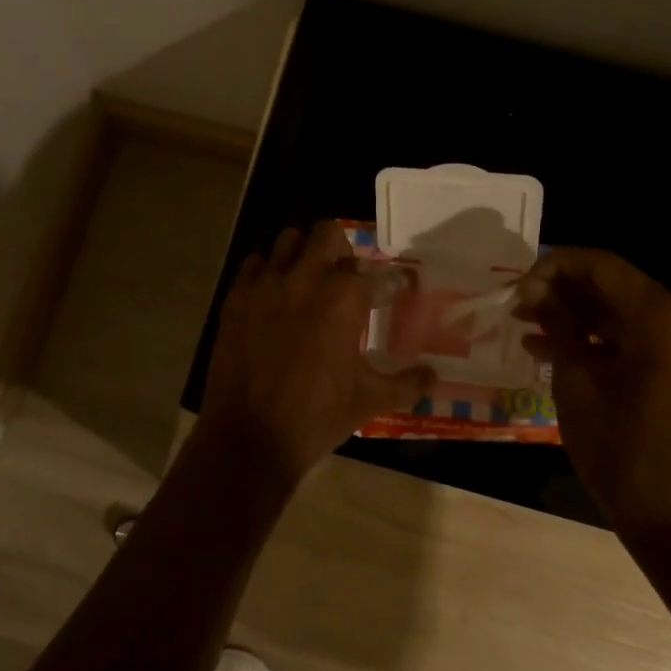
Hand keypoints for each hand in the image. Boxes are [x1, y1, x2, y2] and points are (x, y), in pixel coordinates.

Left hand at [200, 221, 434, 485]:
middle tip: (346, 277)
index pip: (376, 274)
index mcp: (344, 298)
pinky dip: (268, 272)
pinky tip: (274, 297)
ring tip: (308, 280)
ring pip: (288, 241)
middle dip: (342, 249)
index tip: (395, 292)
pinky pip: (254, 265)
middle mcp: (306, 278)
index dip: (391, 283)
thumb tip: (433, 376)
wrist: (250, 436)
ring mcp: (267, 284)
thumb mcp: (370, 401)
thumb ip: (407, 384)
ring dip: (303, 254)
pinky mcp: (237, 297)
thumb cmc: (317, 416)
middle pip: (328, 233)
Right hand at [514, 248, 670, 542]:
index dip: (555, 266)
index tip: (517, 287)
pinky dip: (600, 338)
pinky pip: (638, 337)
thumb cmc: (620, 451)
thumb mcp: (577, 382)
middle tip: (518, 304)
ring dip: (578, 314)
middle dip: (563, 290)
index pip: (603, 265)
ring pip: (624, 310)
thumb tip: (534, 289)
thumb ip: (559, 324)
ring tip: (526, 324)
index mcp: (664, 319)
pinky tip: (554, 348)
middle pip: (615, 285)